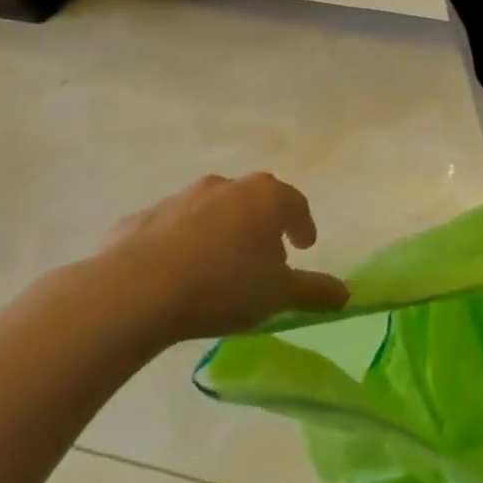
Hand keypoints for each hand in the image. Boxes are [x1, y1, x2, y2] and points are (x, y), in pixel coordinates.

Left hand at [90, 173, 347, 341]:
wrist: (136, 291)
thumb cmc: (224, 285)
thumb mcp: (278, 296)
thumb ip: (315, 291)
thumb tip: (347, 294)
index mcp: (265, 197)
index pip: (295, 204)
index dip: (303, 225)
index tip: (305, 246)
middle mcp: (224, 187)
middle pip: (252, 201)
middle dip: (261, 226)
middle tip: (264, 257)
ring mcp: (178, 199)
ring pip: (209, 211)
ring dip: (219, 232)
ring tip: (218, 268)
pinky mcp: (139, 219)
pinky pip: (168, 230)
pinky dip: (177, 245)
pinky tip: (173, 275)